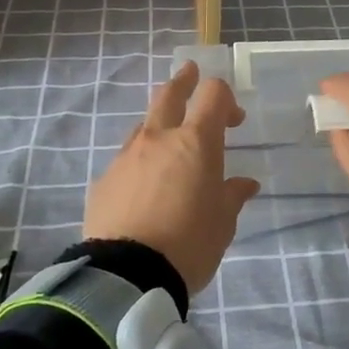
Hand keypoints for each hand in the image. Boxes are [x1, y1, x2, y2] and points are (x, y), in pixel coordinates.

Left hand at [84, 60, 259, 292]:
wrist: (127, 275)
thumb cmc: (189, 243)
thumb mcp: (223, 222)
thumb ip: (232, 195)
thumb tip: (244, 184)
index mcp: (196, 142)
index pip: (213, 95)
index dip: (225, 98)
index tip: (233, 118)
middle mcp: (159, 138)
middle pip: (169, 94)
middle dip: (183, 81)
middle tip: (190, 73)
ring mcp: (126, 156)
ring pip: (143, 126)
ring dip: (159, 125)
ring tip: (168, 143)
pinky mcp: (104, 180)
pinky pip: (126, 160)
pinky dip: (139, 162)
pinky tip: (143, 185)